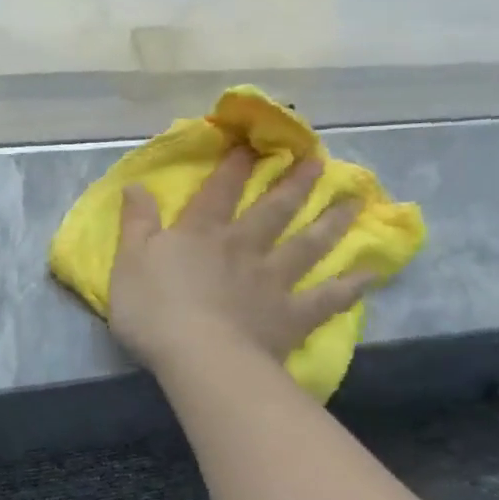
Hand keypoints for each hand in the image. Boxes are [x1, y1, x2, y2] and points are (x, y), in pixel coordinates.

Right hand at [108, 148, 372, 377]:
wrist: (198, 356)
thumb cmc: (154, 310)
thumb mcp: (129, 261)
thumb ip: (136, 223)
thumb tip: (137, 184)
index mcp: (202, 234)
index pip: (220, 191)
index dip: (235, 165)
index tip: (254, 143)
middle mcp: (243, 247)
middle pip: (274, 210)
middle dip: (294, 183)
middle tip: (318, 160)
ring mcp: (272, 281)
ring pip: (306, 245)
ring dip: (330, 222)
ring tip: (353, 201)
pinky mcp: (290, 316)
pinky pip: (325, 299)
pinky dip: (349, 288)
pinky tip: (369, 275)